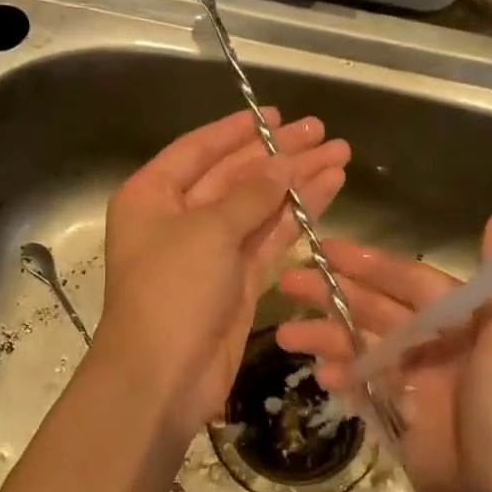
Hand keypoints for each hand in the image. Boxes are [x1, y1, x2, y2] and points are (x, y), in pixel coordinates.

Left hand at [96, 109, 349, 437]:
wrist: (162, 377)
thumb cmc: (171, 291)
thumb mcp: (208, 231)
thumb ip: (250, 193)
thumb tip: (283, 162)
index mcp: (151, 196)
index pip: (198, 150)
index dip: (238, 130)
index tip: (278, 114)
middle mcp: (178, 218)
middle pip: (234, 175)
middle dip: (279, 155)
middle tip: (323, 133)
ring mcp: (209, 252)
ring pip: (258, 206)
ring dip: (296, 182)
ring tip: (340, 155)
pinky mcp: (236, 282)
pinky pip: (268, 239)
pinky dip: (297, 216)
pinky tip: (327, 190)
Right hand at [275, 212, 491, 491]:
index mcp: (474, 324)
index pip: (413, 281)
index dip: (370, 264)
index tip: (323, 249)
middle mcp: (445, 348)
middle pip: (382, 311)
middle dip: (335, 295)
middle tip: (286, 282)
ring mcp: (422, 387)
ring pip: (366, 348)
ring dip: (329, 338)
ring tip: (285, 337)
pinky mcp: (404, 423)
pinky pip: (367, 389)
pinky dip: (345, 379)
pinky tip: (321, 377)